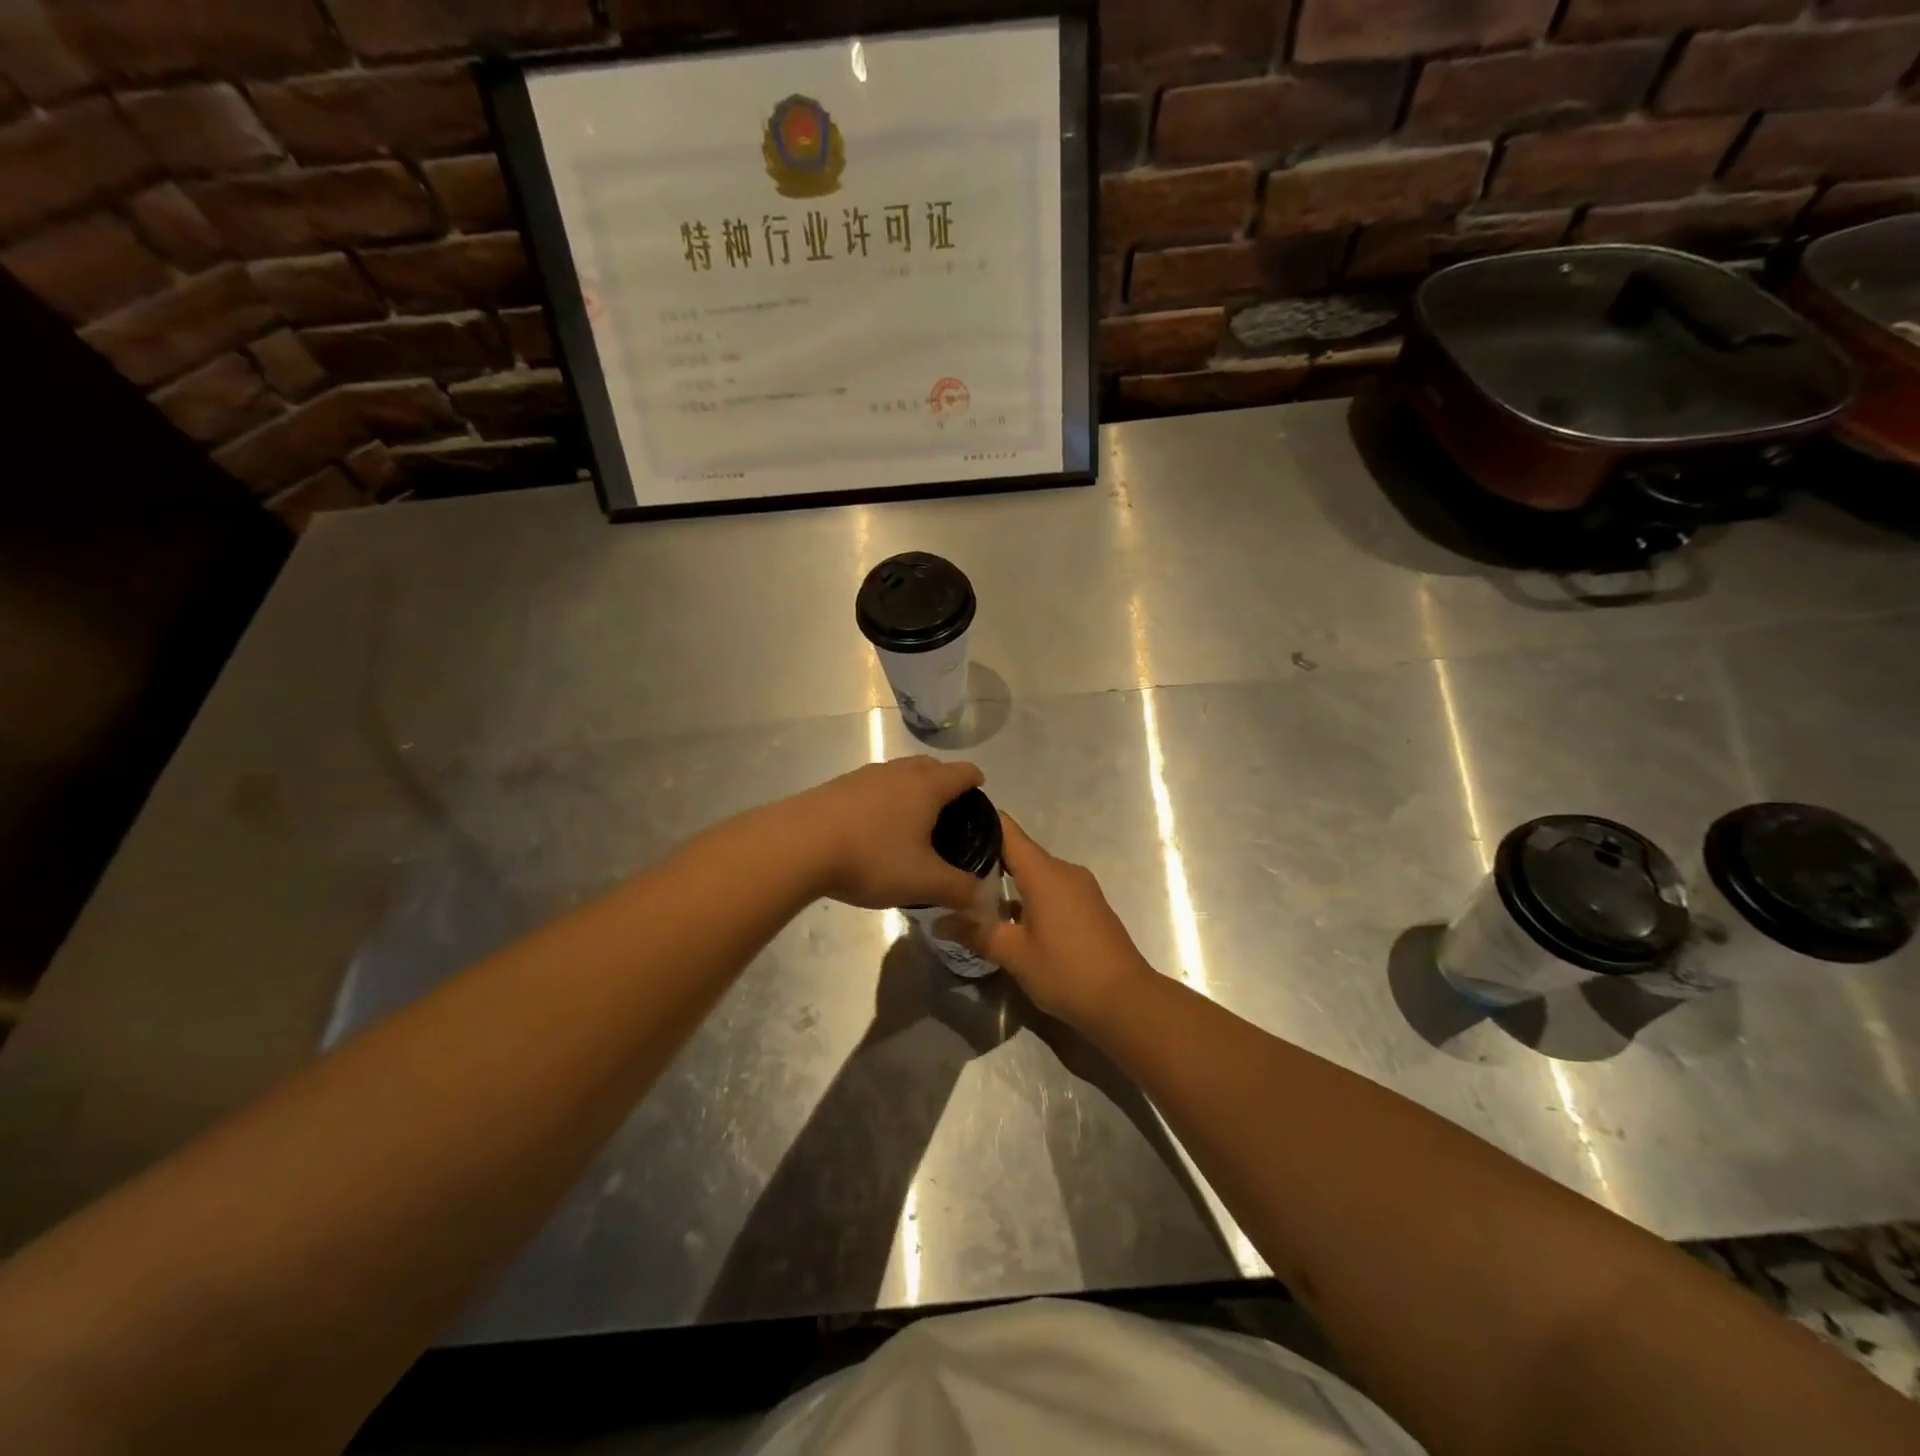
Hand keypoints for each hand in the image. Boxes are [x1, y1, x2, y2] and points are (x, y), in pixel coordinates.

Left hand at [783, 756, 987, 911]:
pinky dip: (883, 799)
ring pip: (899, 774)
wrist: (798, 844)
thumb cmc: (871, 857)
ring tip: (911, 820)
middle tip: (949, 811)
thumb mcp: (922, 882)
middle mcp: (898, 772)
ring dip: (911, 789)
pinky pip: (873, 786)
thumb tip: (982, 896)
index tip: (980, 792)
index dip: (975, 780)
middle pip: (930, 766)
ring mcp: (864, 776)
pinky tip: (874, 827)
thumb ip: (958, 889)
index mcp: (926, 786)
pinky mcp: (837, 786)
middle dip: (944, 782)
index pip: (962, 772)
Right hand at [942, 815, 1157, 1027]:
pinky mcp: (1089, 906)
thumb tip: (939, 923)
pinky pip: (1051, 888)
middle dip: (987, 857)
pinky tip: (1008, 915)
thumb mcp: (1014, 955)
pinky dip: (1028, 894)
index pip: (1007, 830)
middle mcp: (1064, 871)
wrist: (1126, 1001)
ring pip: (1036, 872)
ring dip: (1008, 880)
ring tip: (973, 892)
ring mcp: (1080, 888)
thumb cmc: (1067, 972)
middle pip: (1020, 851)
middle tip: (951, 868)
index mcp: (1045, 873)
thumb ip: (976, 933)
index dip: (980, 823)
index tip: (951, 826)